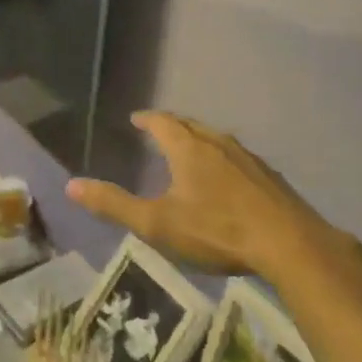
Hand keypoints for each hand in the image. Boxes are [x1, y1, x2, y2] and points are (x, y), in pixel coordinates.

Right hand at [66, 111, 357, 283]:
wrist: (288, 243)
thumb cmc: (216, 231)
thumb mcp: (157, 223)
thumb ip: (114, 204)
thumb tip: (72, 185)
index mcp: (189, 149)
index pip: (163, 123)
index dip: (147, 119)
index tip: (136, 118)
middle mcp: (219, 144)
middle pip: (192, 126)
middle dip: (173, 125)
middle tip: (160, 129)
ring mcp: (248, 159)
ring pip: (218, 140)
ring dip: (200, 140)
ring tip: (191, 149)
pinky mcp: (269, 177)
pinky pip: (238, 157)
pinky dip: (223, 159)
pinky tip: (228, 178)